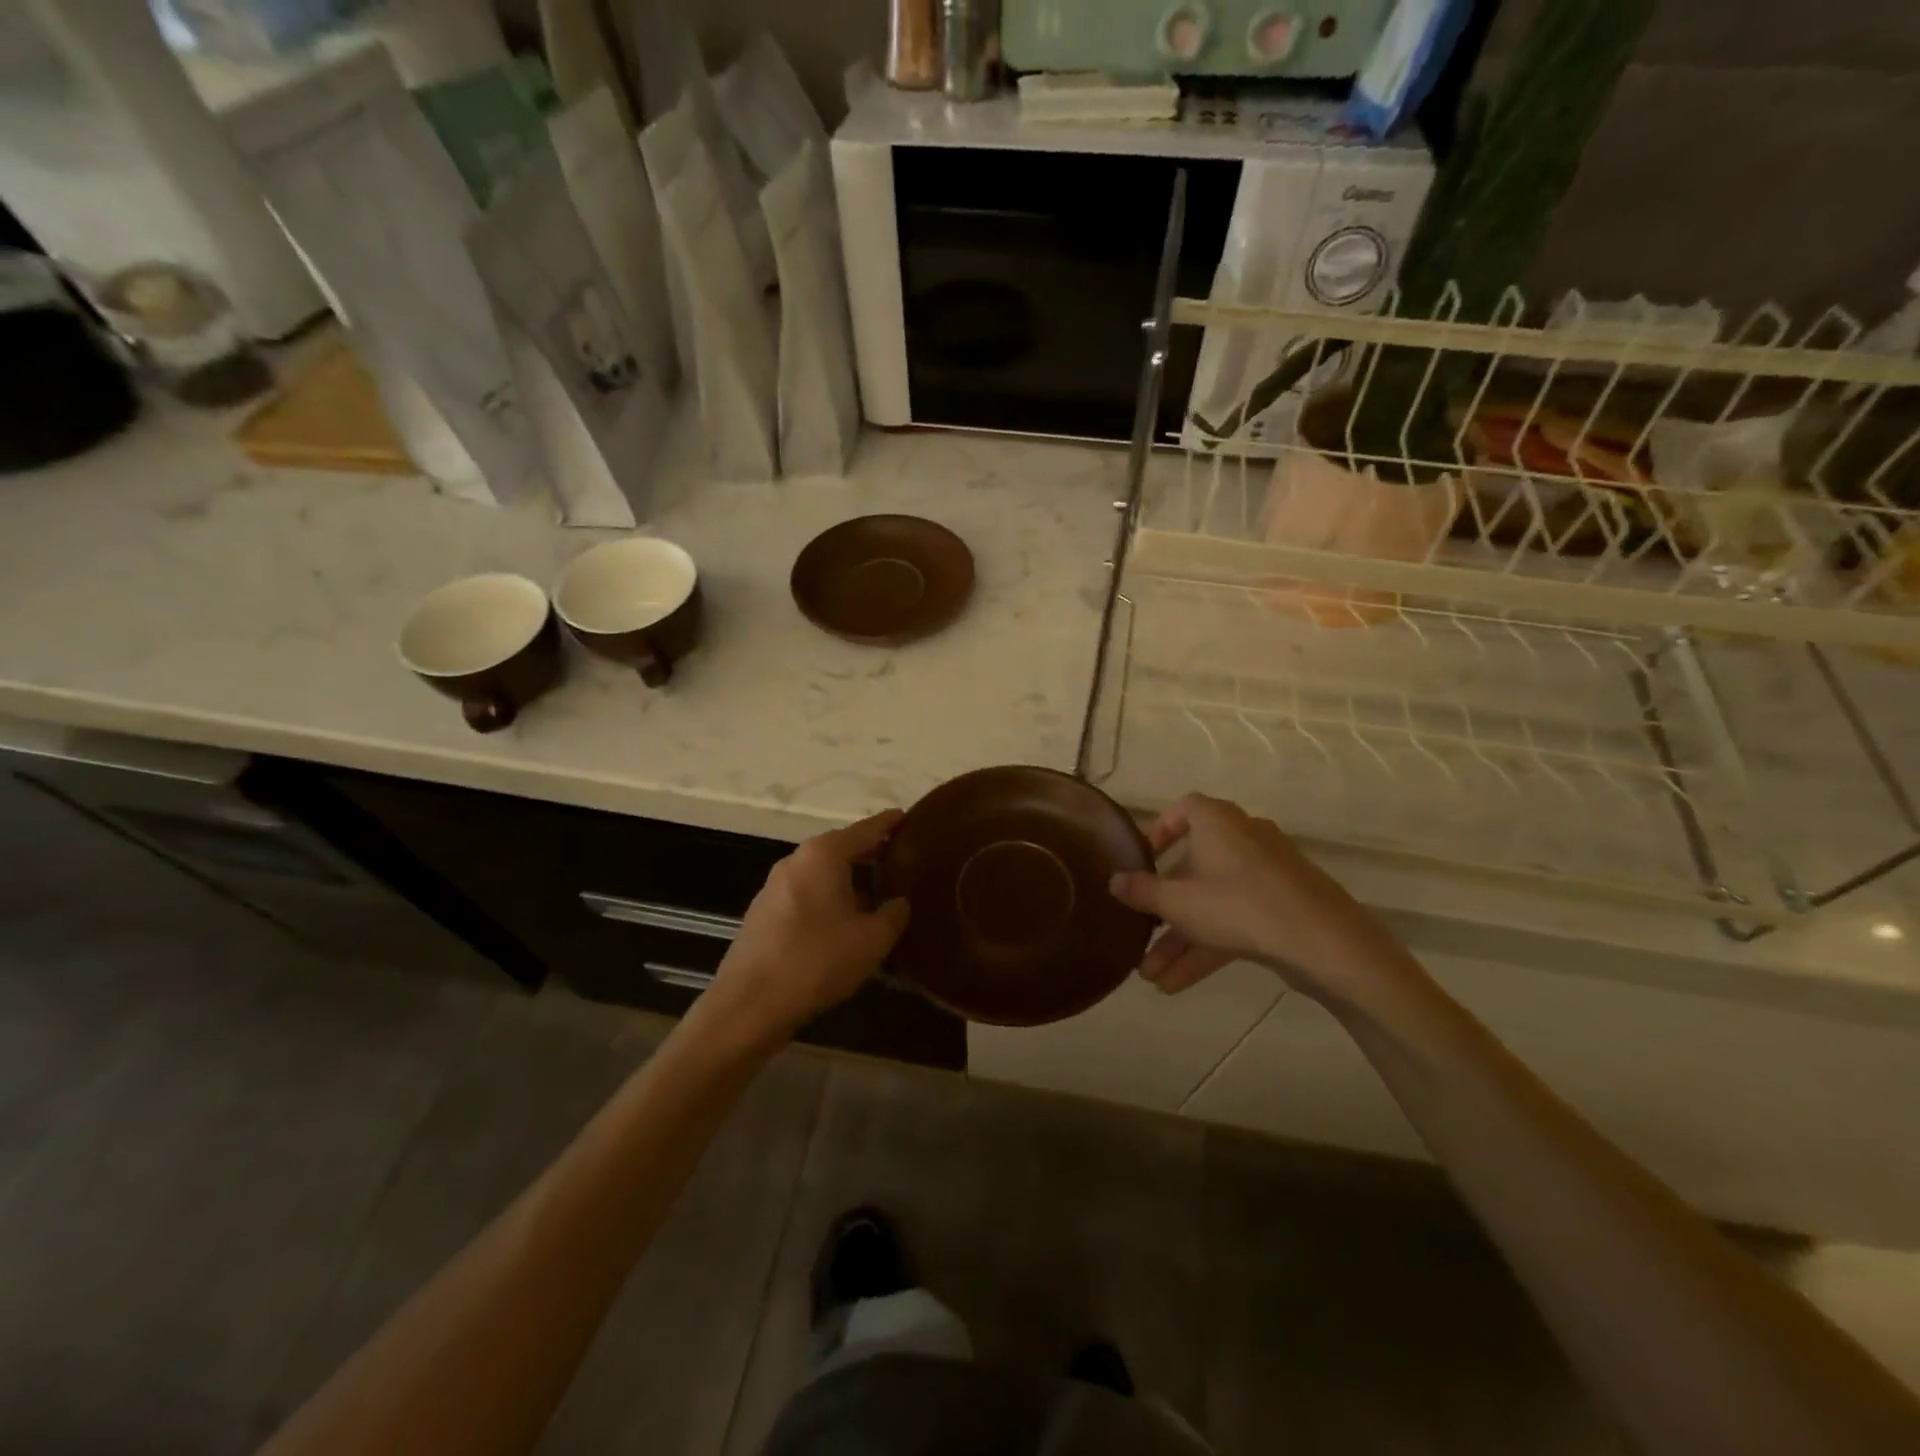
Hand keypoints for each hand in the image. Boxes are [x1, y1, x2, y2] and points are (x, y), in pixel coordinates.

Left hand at [700, 811, 910, 1048]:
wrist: (749, 1005)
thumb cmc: (817, 961)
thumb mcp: (872, 940)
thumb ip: (894, 914)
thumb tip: (899, 902)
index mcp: (823, 855)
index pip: (865, 830)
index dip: (889, 824)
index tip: (908, 817)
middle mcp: (796, 860)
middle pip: (841, 848)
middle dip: (869, 853)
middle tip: (900, 861)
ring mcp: (774, 886)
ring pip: (822, 873)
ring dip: (848, 880)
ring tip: (877, 895)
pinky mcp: (763, 912)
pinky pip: (806, 894)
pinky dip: (828, 898)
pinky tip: (843, 923)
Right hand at [1108, 794, 1414, 1010]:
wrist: (1324, 942)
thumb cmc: (1238, 905)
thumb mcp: (1177, 902)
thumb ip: (1142, 892)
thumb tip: (1113, 881)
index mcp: (1217, 822)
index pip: (1184, 810)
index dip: (1160, 832)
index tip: (1143, 861)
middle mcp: (1243, 839)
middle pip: (1193, 869)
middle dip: (1164, 910)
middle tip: (1140, 935)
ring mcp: (1267, 875)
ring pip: (1213, 903)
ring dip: (1182, 939)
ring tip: (1152, 978)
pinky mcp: (1284, 907)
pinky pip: (1236, 919)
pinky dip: (1209, 945)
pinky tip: (1179, 985)